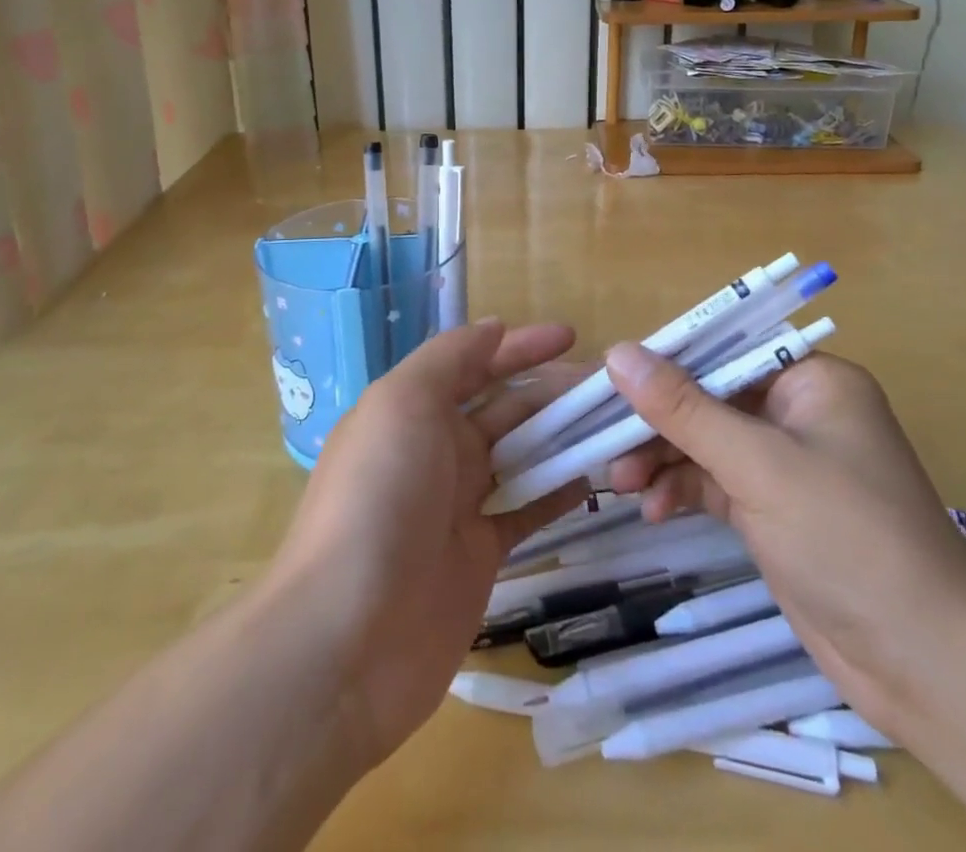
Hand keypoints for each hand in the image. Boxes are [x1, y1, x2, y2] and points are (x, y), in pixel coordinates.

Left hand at [266, 319, 590, 769]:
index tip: (571, 336)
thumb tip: (493, 329)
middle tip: (610, 385)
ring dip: (563, 437)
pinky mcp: (481, 554)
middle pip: (505, 407)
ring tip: (615, 423)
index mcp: (413, 409)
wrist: (349, 637)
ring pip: (522, 456)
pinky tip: (595, 477)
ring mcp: (459, 503)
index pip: (475, 363)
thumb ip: (449, 359)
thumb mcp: (403, 403)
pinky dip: (558, 492)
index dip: (520, 346)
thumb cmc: (378, 497)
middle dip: (552, 389)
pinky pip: (527, 511)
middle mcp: (436, 449)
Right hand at [602, 345, 965, 727]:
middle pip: (709, 398)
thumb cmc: (849, 539)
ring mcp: (785, 464)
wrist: (927, 666)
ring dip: (663, 459)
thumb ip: (685, 409)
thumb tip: (618, 353)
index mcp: (811, 380)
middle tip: (605, 441)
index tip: (611, 380)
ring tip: (620, 483)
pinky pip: (714, 482)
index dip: (666, 362)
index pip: (725, 350)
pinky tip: (653, 509)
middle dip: (658, 422)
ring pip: (705, 442)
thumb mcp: (758, 465)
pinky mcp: (773, 510)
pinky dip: (682, 490)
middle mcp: (798, 412)